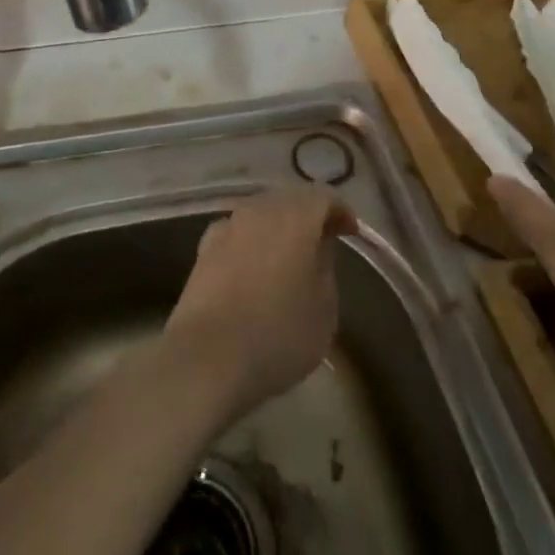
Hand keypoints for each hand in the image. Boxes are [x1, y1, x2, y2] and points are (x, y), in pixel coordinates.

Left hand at [165, 188, 355, 423]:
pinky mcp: (204, 247)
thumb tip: (317, 247)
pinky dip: (251, 241)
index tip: (350, 233)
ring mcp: (228, 226)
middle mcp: (260, 210)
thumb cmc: (279, 334)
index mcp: (295, 217)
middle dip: (308, 215)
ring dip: (277, 227)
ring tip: (288, 256)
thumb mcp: (325, 308)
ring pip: (260, 213)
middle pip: (290, 199)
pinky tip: (253, 266)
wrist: (208, 357)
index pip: (323, 197)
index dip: (340, 211)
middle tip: (322, 241)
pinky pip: (237, 232)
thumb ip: (326, 267)